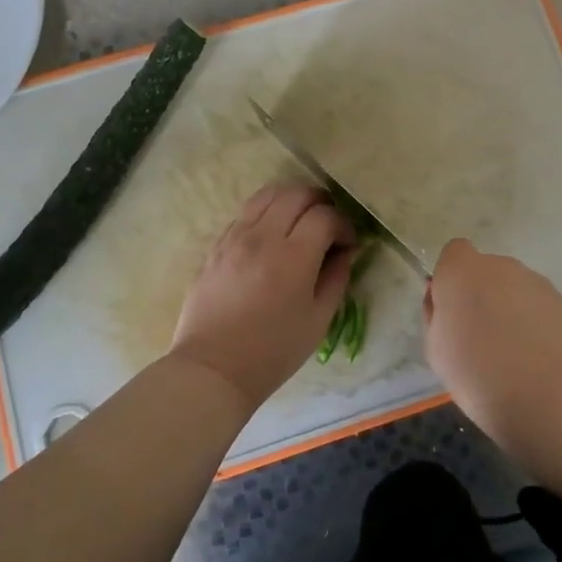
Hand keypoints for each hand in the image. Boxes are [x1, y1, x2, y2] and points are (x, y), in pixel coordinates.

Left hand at [170, 183, 356, 409]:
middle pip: (297, 193)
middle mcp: (263, 236)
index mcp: (293, 257)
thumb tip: (345, 251)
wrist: (214, 368)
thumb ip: (336, 278)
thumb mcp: (318, 320)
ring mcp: (235, 237)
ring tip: (300, 221)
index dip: (343, 224)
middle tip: (328, 225)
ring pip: (267, 194)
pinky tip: (271, 237)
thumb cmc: (273, 351)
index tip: (347, 243)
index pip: (325, 215)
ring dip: (291, 199)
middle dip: (320, 202)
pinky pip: (246, 213)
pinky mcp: (216, 245)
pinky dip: (266, 213)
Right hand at [424, 239, 561, 442]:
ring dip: (511, 309)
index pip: (455, 252)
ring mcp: (537, 283)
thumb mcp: (435, 347)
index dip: (453, 277)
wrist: (543, 395)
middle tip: (481, 336)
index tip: (453, 308)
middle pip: (487, 271)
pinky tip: (537, 360)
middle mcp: (501, 266)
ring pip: (516, 289)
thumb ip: (436, 313)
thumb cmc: (475, 372)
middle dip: (484, 294)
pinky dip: (537, 325)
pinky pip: (541, 308)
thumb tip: (443, 299)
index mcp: (462, 271)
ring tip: (513, 354)